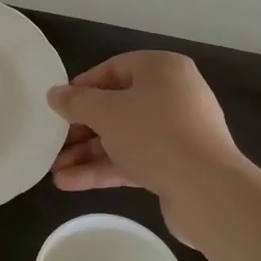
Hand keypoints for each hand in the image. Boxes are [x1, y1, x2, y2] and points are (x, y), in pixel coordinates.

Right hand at [48, 51, 246, 239]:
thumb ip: (76, 102)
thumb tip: (55, 94)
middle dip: (81, 128)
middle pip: (116, 106)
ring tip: (54, 170)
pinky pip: (134, 160)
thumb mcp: (105, 112)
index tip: (58, 107)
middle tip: (53, 143)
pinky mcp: (176, 164)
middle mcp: (172, 95)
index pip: (113, 69)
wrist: (207, 190)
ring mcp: (177, 132)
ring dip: (88, 153)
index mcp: (161, 69)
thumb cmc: (154, 134)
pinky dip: (104, 169)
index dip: (82, 88)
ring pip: (122, 137)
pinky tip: (70, 183)